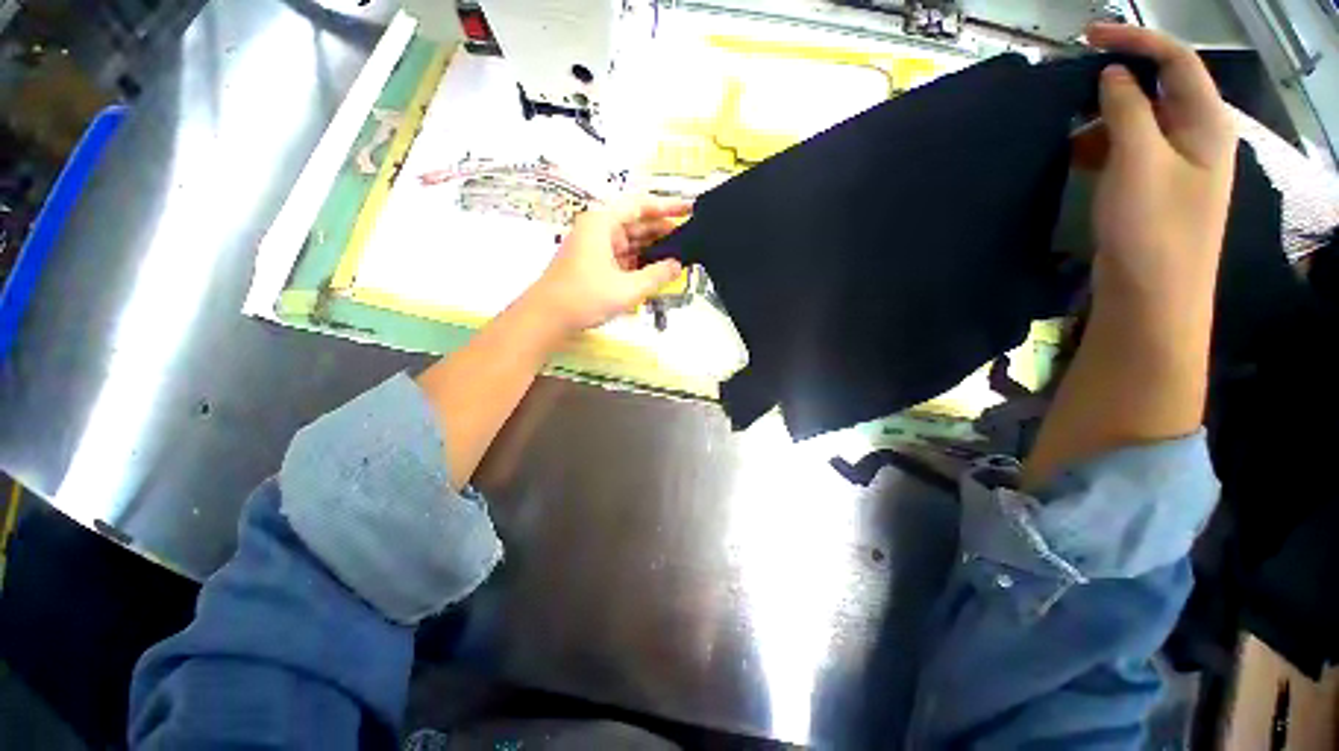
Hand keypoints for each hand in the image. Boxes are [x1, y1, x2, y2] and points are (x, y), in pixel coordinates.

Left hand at [527, 195, 688, 332]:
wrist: (546, 317)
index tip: (691, 210)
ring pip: (630, 241)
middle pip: (636, 223)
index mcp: (603, 222)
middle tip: (691, 239)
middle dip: (663, 231)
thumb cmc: (586, 296)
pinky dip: (639, 261)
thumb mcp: (627, 288)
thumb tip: (678, 265)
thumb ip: (657, 275)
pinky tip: (657, 269)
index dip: (668, 207)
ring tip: (680, 255)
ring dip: (652, 248)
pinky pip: (622, 256)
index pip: (641, 205)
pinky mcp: (594, 264)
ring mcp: (595, 247)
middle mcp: (599, 229)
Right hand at [1086, 23, 1236, 310]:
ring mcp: (1173, 165)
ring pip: (1139, 121)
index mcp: (1206, 123)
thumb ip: (1127, 110)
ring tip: (1066, 127)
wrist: (1152, 296)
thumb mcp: (1139, 161)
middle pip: (1158, 89)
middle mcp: (1195, 137)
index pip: (1176, 61)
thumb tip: (1113, 75)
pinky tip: (1075, 154)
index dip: (1135, 41)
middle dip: (1117, 80)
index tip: (1088, 38)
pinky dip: (1101, 144)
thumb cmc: (1152, 228)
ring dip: (1104, 116)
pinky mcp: (1151, 187)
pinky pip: (1127, 150)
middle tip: (1072, 85)